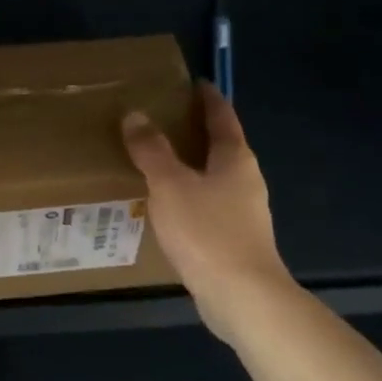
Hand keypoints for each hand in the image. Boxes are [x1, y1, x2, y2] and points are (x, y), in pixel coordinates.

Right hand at [122, 83, 291, 341]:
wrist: (242, 297)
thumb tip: (135, 114)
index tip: (193, 83)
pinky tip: (167, 206)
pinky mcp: (235, 239)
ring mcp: (244, 212)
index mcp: (235, 158)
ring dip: (190, 166)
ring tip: (157, 162)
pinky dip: (189, 195)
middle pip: (221, 146)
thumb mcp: (170, 184)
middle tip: (162, 120)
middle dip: (195, 132)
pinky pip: (208, 204)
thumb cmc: (207, 231)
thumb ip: (151, 149)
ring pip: (214, 177)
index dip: (208, 98)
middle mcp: (245, 180)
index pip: (222, 116)